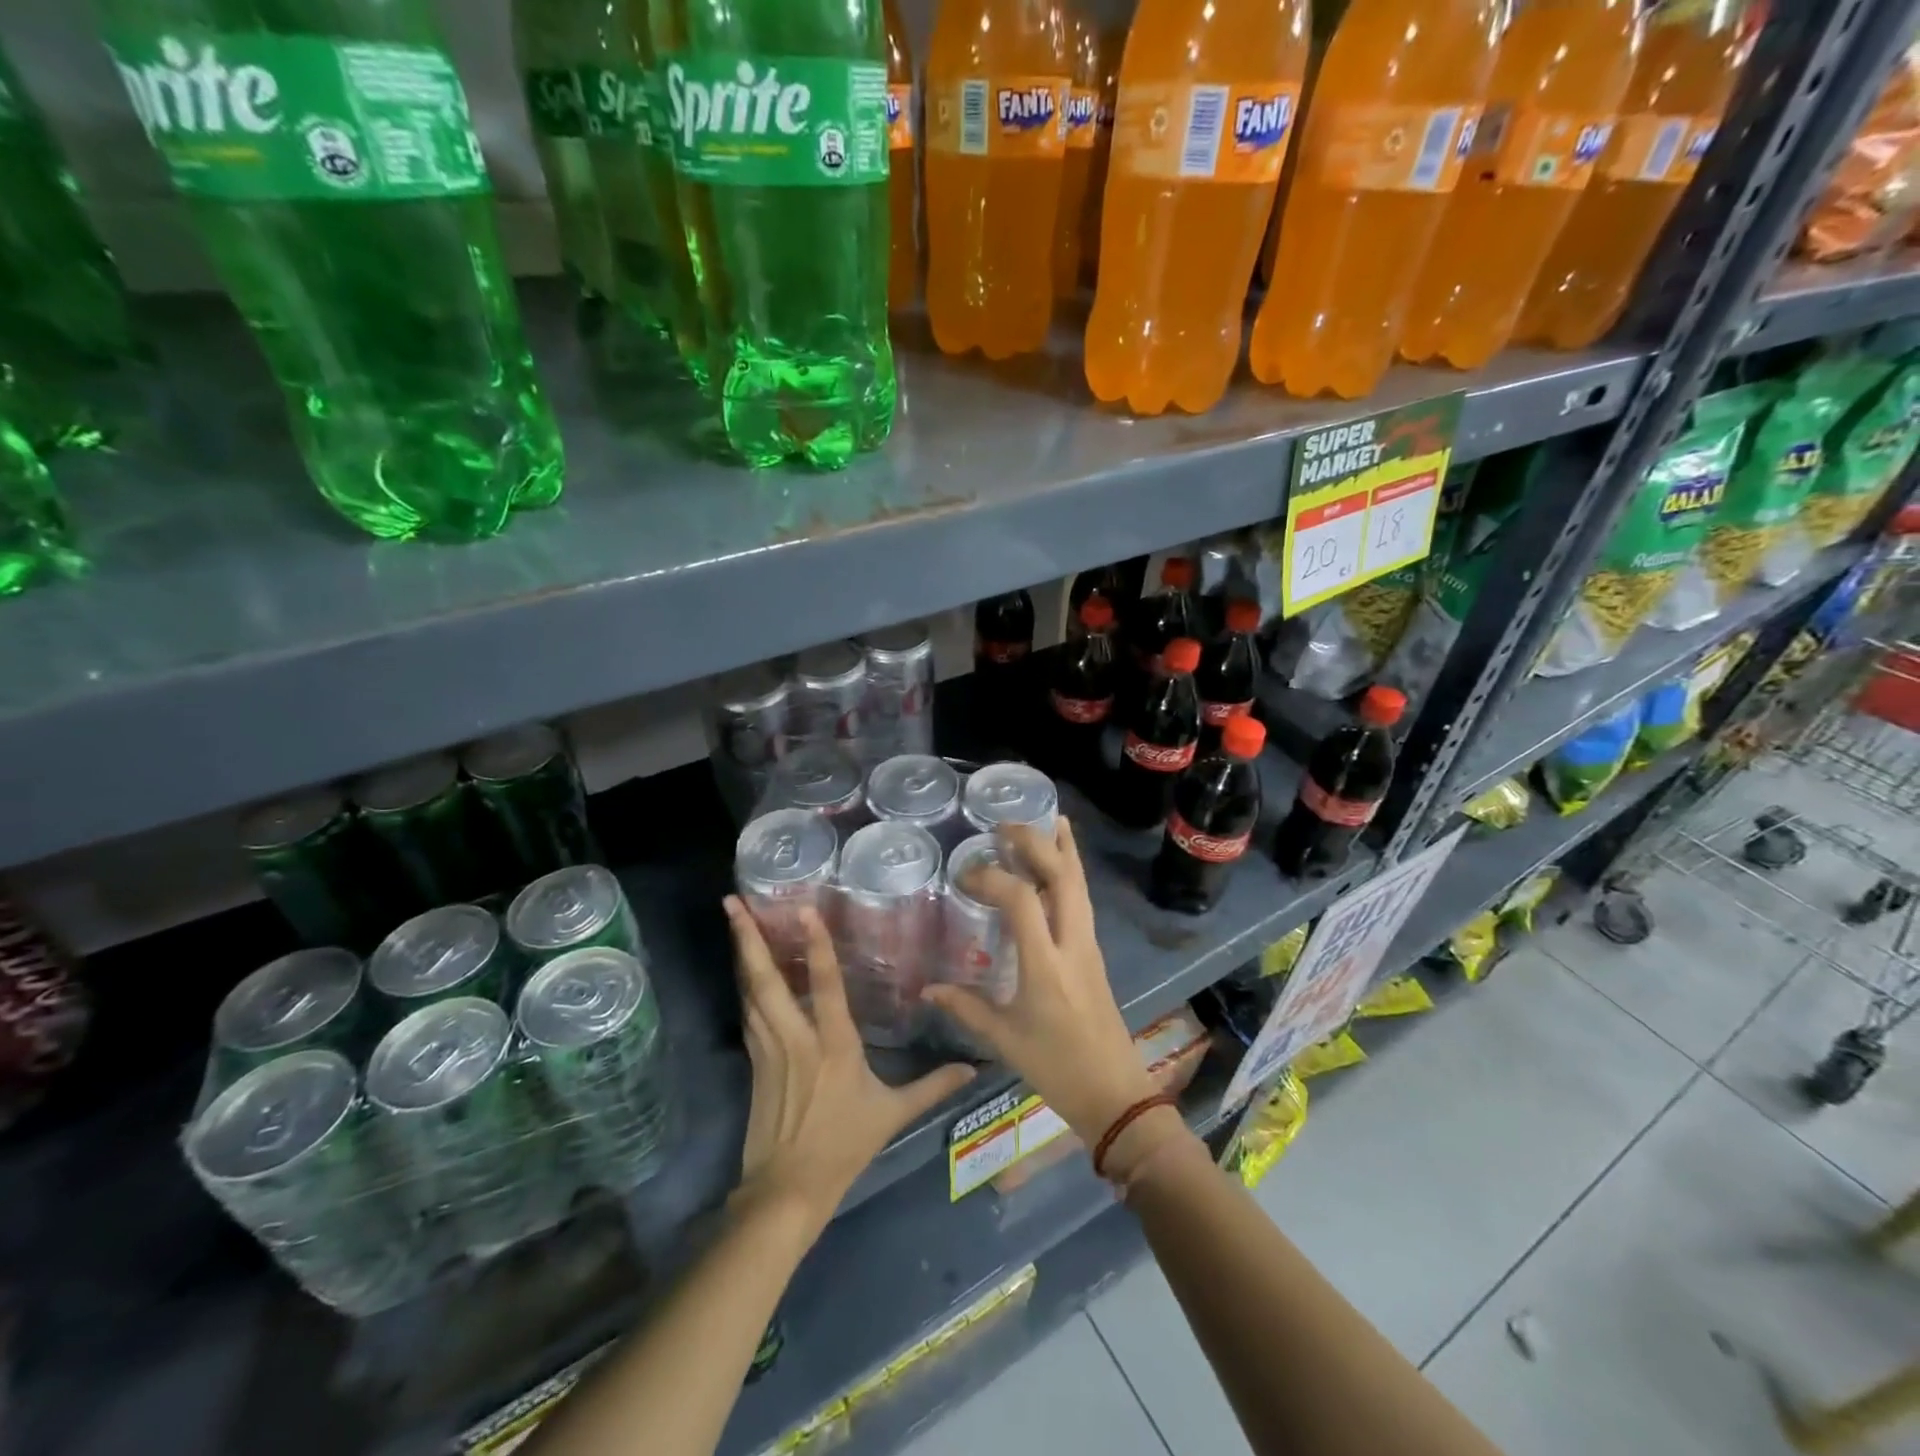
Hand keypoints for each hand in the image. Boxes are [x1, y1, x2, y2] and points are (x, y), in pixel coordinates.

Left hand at [725, 897, 974, 1230]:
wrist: (787, 1189)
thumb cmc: (843, 1146)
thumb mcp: (892, 1114)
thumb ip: (933, 1087)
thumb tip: (972, 1068)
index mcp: (834, 1045)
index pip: (826, 985)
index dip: (816, 945)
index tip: (803, 909)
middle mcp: (796, 1038)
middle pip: (767, 981)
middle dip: (748, 939)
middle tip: (732, 901)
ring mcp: (769, 1049)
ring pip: (750, 992)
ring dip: (742, 955)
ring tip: (734, 919)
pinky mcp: (753, 1062)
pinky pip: (748, 1013)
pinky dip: (744, 985)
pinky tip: (742, 969)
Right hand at [922, 819, 1157, 1144]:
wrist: (1114, 1093)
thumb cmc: (1055, 1067)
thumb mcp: (1004, 1039)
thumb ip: (965, 1007)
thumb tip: (928, 988)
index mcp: (1046, 965)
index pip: (1021, 900)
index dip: (992, 878)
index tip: (966, 877)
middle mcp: (1072, 944)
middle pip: (1062, 877)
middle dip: (1036, 843)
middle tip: (1006, 825)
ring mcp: (1089, 945)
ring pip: (1080, 884)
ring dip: (1062, 850)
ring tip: (1046, 821)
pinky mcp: (1095, 952)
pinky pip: (1083, 900)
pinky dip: (1072, 873)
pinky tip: (1061, 864)